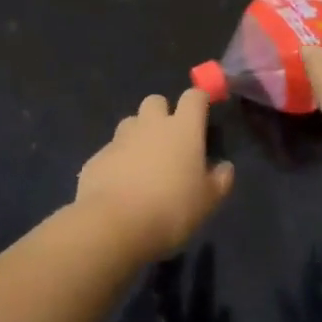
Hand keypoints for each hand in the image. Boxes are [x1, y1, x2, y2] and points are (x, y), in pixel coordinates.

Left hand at [76, 90, 233, 261]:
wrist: (112, 225)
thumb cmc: (170, 210)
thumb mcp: (207, 202)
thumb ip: (219, 181)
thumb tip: (224, 167)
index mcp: (183, 129)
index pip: (194, 96)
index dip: (199, 101)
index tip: (203, 113)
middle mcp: (151, 124)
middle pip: (156, 101)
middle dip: (163, 114)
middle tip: (169, 141)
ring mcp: (120, 139)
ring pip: (131, 122)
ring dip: (138, 135)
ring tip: (143, 163)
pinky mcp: (97, 157)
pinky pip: (111, 150)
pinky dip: (118, 161)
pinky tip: (120, 186)